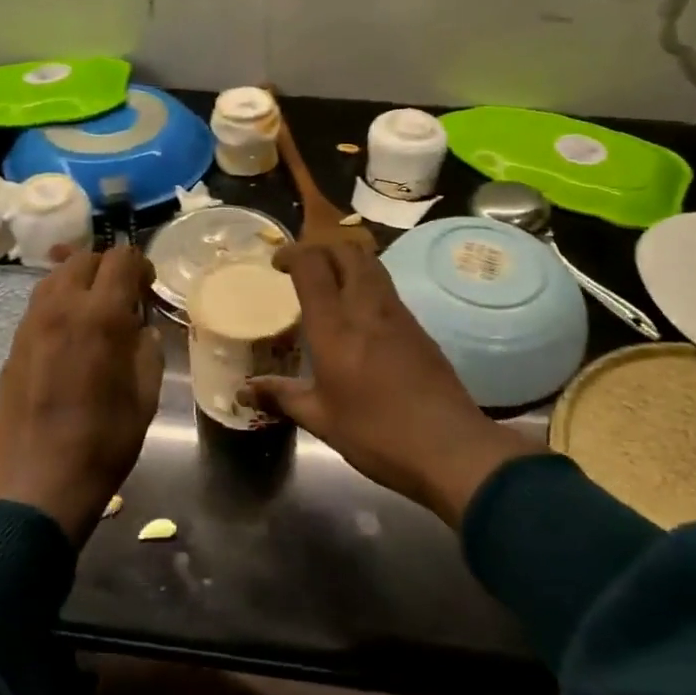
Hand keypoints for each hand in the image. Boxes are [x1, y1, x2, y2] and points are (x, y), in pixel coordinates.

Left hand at [0, 244, 163, 544]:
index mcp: (100, 316)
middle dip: (108, 268)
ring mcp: (30, 326)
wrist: (39, 485)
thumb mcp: (146, 396)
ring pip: (54, 278)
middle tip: (123, 297)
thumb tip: (140, 331)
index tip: (148, 287)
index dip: (141, 265)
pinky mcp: (13, 347)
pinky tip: (69, 338)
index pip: (121, 259)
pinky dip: (58, 305)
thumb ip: (147, 350)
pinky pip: (38, 307)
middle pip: (83, 258)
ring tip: (94, 312)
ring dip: (79, 282)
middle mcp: (60, 309)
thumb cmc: (104, 442)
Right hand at [247, 242, 535, 527]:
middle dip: (321, 247)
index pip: (312, 265)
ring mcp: (397, 314)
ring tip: (329, 282)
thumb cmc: (377, 434)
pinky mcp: (418, 327)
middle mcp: (367, 307)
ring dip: (346, 259)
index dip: (293, 254)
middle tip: (303, 266)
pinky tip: (359, 312)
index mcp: (335, 327)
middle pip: (347, 250)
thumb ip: (282, 396)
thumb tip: (245, 390)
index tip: (277, 263)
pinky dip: (366, 281)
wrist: (450, 448)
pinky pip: (386, 287)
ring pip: (371, 263)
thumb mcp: (321, 419)